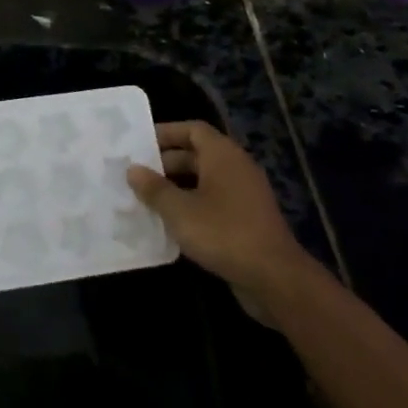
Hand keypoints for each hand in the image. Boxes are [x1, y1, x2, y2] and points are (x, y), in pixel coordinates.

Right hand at [127, 122, 314, 321]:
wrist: (274, 278)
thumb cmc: (223, 233)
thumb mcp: (180, 210)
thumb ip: (154, 188)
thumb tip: (133, 169)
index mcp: (223, 156)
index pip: (193, 129)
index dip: (166, 132)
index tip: (139, 144)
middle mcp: (236, 168)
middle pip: (197, 154)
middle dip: (166, 163)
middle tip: (136, 175)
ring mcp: (244, 195)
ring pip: (204, 181)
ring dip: (176, 187)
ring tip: (146, 198)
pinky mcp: (247, 219)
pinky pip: (213, 202)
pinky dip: (192, 206)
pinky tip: (170, 223)